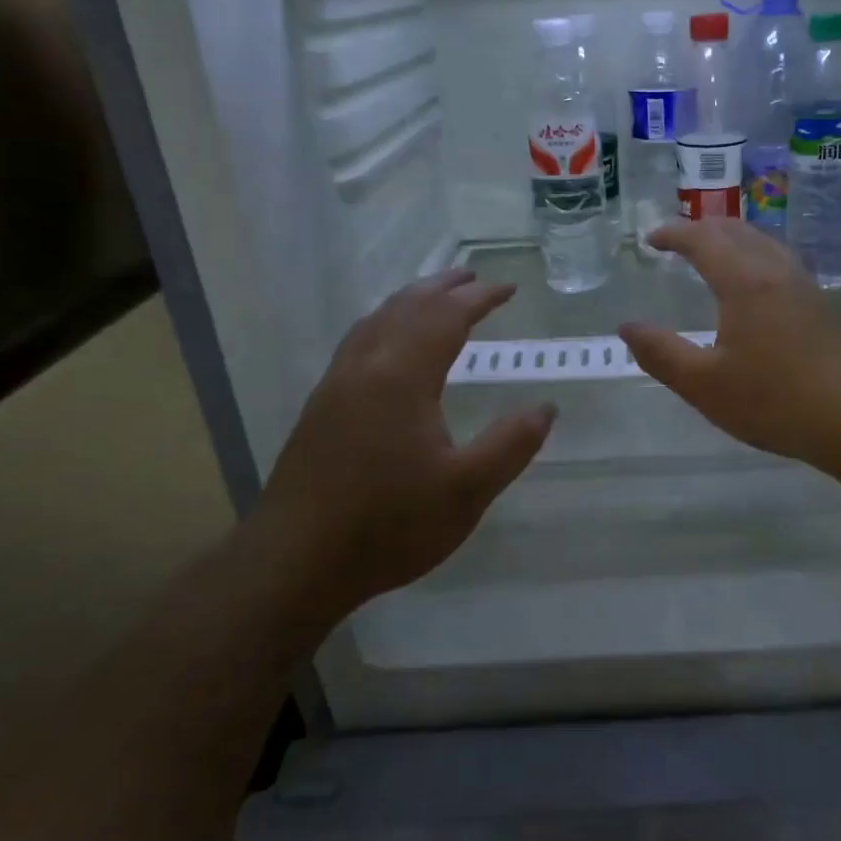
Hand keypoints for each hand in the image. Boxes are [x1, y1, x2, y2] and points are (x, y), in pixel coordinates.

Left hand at [257, 269, 554, 610]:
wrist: (295, 562)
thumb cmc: (388, 525)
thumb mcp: (467, 490)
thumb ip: (511, 444)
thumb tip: (545, 407)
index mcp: (401, 377)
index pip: (445, 317)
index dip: (479, 298)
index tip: (508, 288)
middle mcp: (364, 368)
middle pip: (405, 308)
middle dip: (442, 288)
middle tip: (473, 278)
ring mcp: (335, 387)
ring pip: (374, 322)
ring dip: (409, 301)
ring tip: (434, 299)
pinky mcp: (319, 409)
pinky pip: (357, 343)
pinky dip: (384, 324)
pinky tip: (388, 347)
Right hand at [620, 220, 840, 472]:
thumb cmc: (775, 400)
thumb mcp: (705, 385)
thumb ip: (661, 354)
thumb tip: (627, 327)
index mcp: (744, 282)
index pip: (703, 239)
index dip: (674, 234)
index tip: (651, 240)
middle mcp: (776, 272)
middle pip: (737, 231)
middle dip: (703, 228)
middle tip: (678, 240)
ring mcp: (806, 286)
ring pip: (765, 243)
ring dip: (733, 239)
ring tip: (714, 255)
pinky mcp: (824, 306)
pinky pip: (781, 263)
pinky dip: (756, 257)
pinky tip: (756, 287)